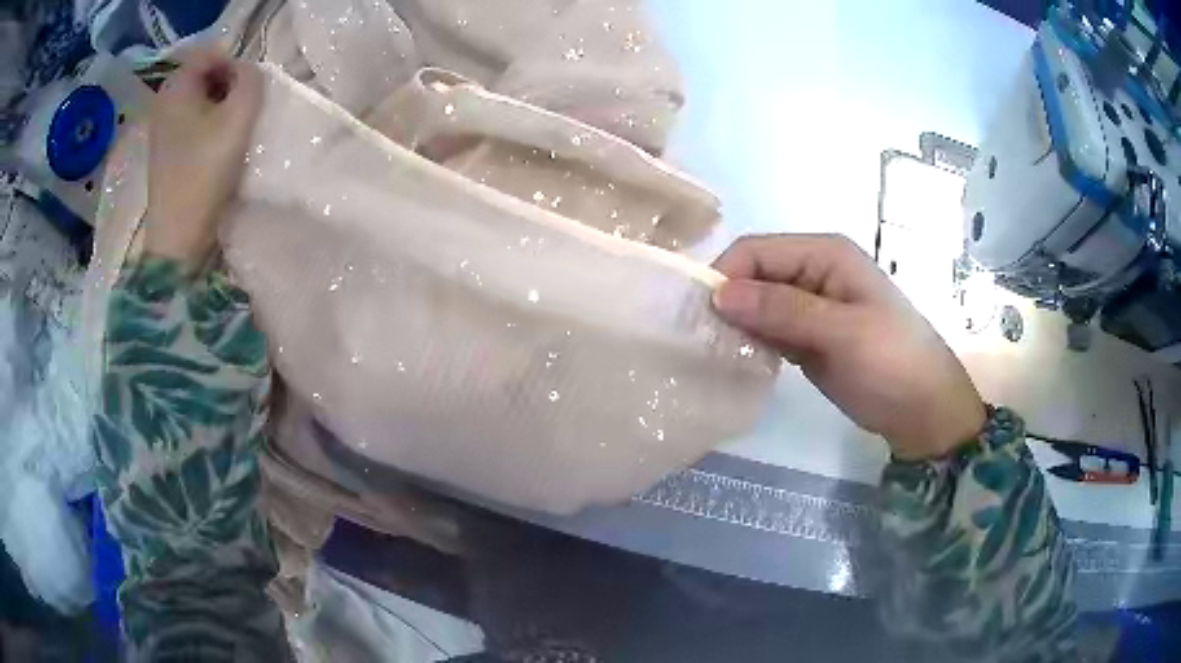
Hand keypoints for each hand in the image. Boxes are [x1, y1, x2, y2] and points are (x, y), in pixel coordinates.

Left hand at [144, 48, 262, 268]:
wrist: (178, 237)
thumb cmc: (205, 172)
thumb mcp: (240, 116)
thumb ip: (251, 79)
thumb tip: (246, 73)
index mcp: (176, 86)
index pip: (211, 53)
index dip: (235, 65)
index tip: (246, 94)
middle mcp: (163, 101)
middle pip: (204, 75)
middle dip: (227, 86)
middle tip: (241, 113)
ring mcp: (160, 129)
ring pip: (198, 100)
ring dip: (219, 109)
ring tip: (230, 133)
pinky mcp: (164, 152)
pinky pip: (190, 123)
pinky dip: (206, 128)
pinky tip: (214, 150)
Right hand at [711, 234, 984, 460]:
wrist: (923, 410)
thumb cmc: (893, 362)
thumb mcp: (843, 333)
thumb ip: (784, 310)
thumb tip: (720, 294)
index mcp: (825, 254)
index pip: (757, 251)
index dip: (726, 276)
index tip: (702, 317)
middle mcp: (813, 272)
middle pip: (754, 275)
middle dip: (728, 302)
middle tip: (704, 341)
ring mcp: (810, 306)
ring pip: (757, 304)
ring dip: (737, 325)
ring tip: (716, 354)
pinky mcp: (807, 337)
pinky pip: (768, 331)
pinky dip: (751, 342)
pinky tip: (738, 362)